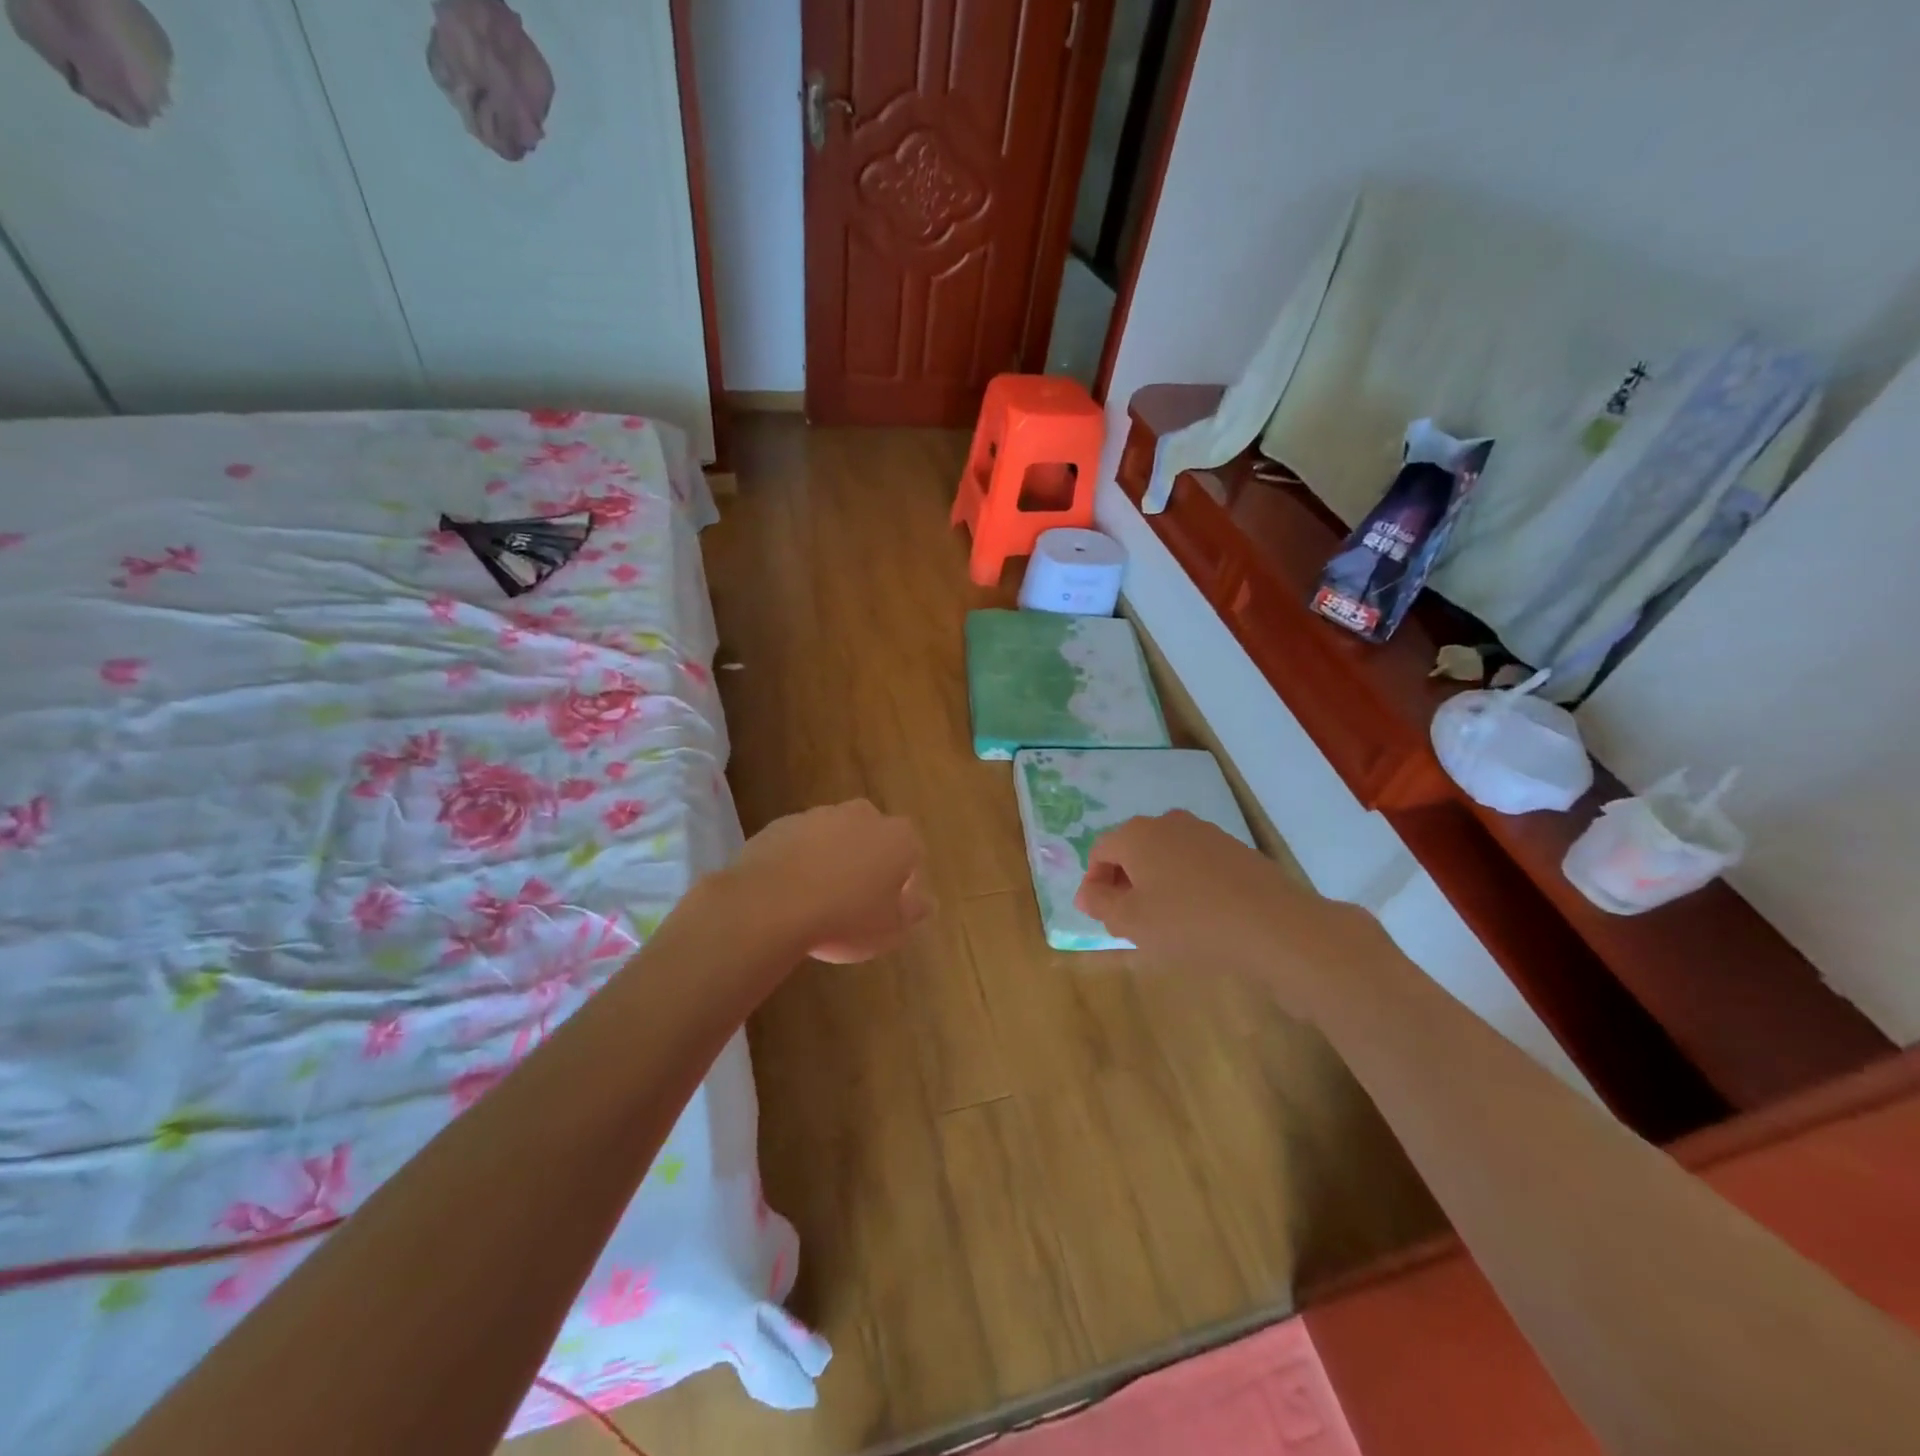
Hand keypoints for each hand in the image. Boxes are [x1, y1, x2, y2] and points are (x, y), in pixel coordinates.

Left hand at [732, 799, 931, 962]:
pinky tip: (789, 892)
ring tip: (818, 899)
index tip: (889, 908)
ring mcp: (819, 815)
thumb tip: (928, 901)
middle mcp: (863, 816)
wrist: (771, 905)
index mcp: (898, 837)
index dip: (903, 882)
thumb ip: (913, 911)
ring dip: (832, 858)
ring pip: (835, 836)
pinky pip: (800, 842)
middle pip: (873, 837)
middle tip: (856, 901)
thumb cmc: (845, 918)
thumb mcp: (891, 928)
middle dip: (868, 861)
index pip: (912, 854)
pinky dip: (799, 860)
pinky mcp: (782, 824)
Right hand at [1073, 811, 1388, 1021]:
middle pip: (1133, 850)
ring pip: (1165, 857)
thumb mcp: (1131, 921)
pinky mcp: (1235, 850)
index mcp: (1138, 834)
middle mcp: (1169, 823)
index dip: (1094, 885)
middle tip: (1129, 922)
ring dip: (1156, 884)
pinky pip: (1195, 864)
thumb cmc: (1190, 923)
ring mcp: (1206, 833)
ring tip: (1165, 923)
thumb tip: (1086, 893)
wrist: (1275, 927)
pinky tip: (1199, 917)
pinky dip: (1186, 885)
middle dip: (1124, 884)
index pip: (1100, 852)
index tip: (1101, 917)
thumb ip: (1100, 904)